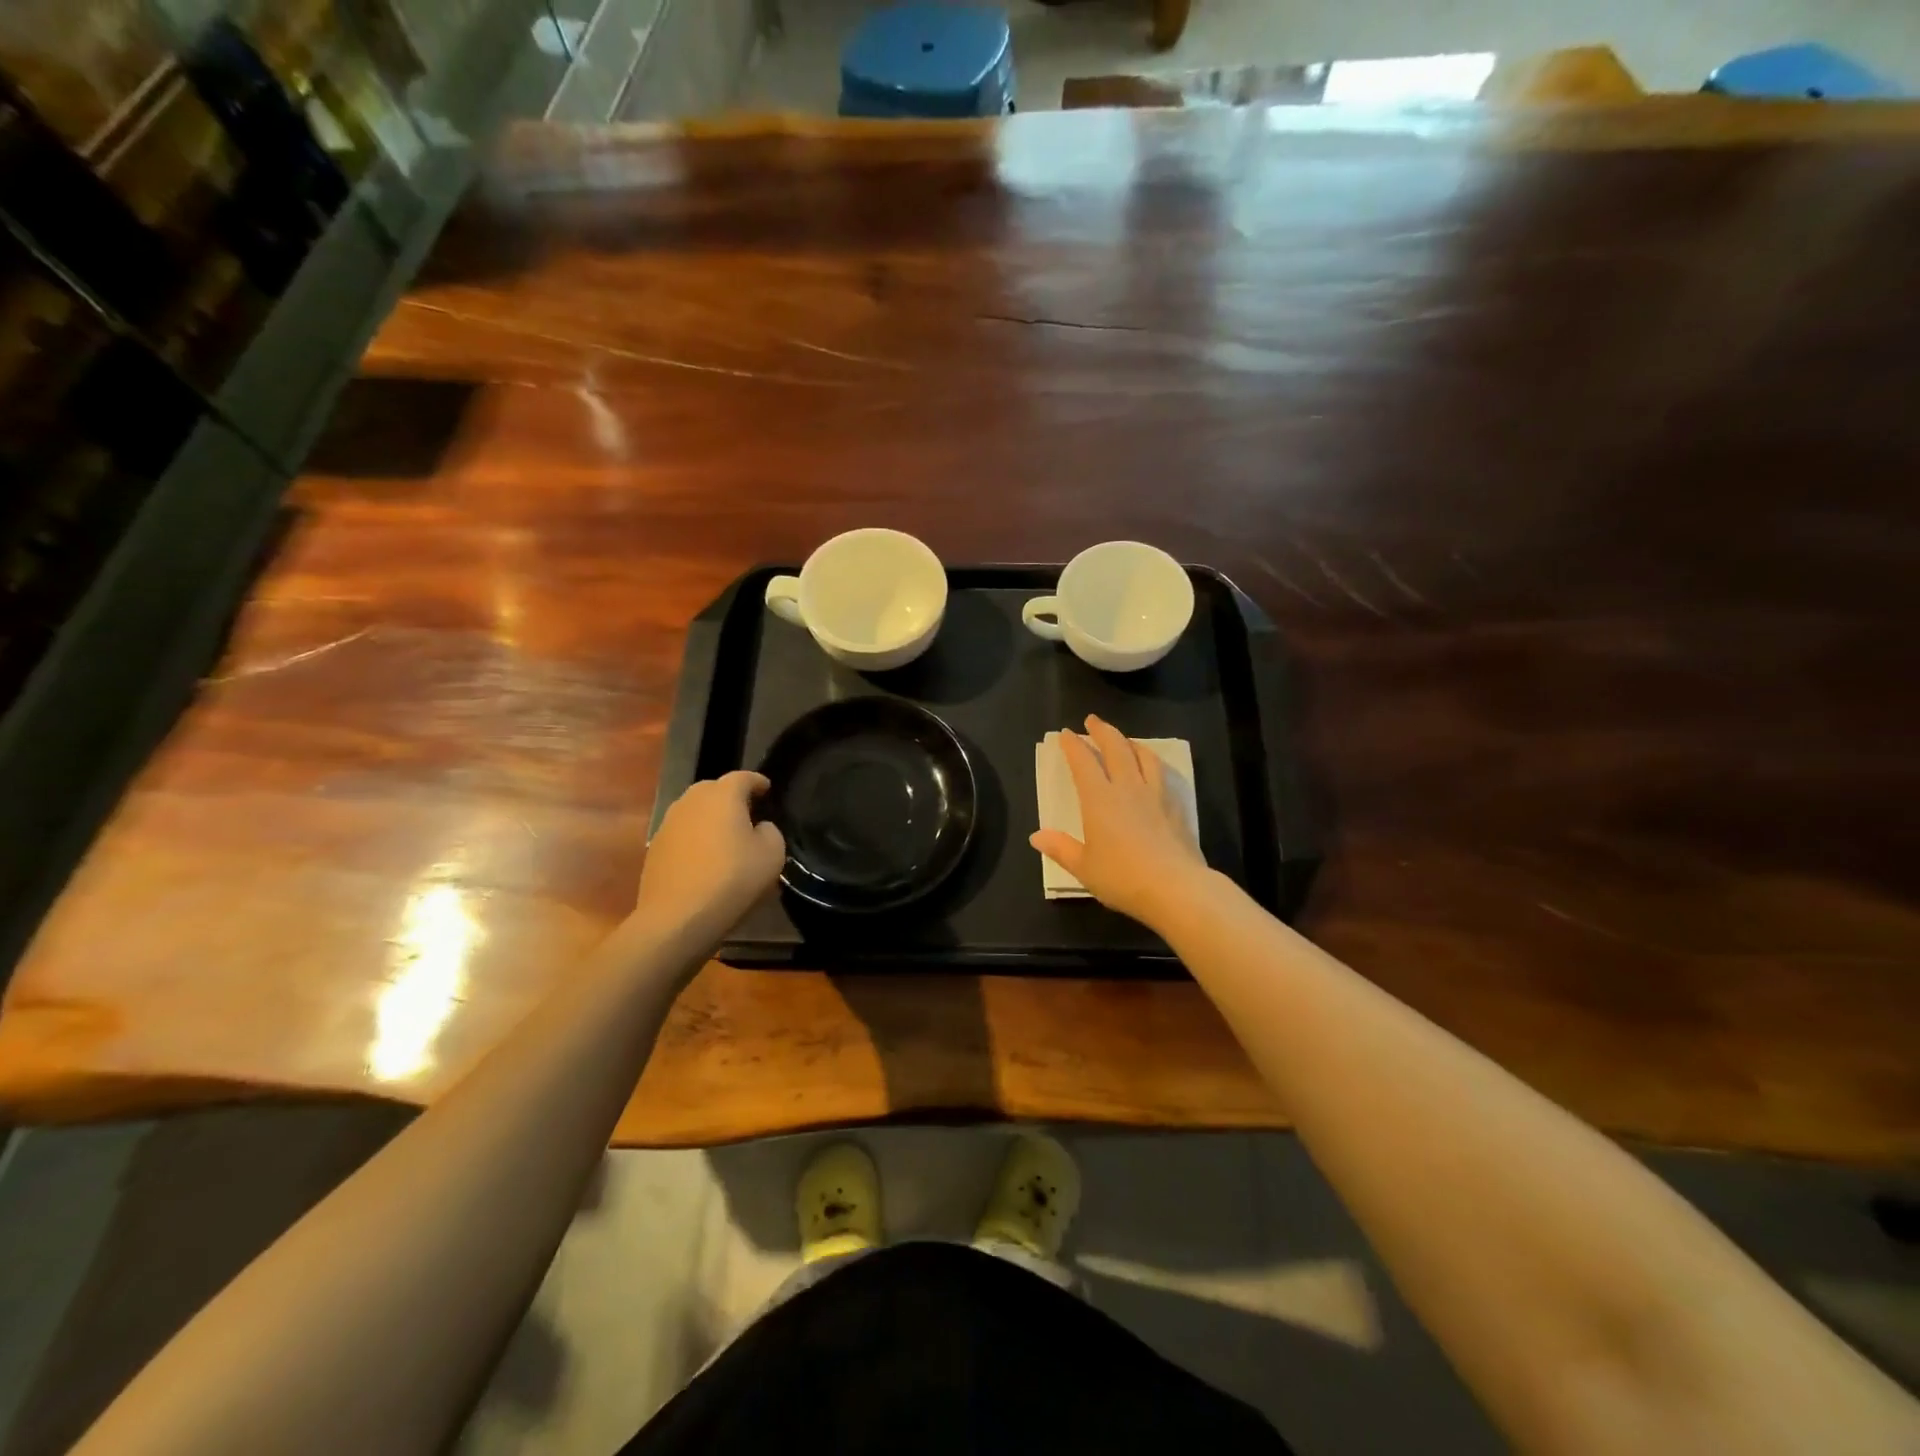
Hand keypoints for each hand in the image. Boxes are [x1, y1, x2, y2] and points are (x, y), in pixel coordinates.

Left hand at [633, 771, 785, 935]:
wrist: (677, 918)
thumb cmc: (732, 879)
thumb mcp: (772, 854)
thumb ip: (770, 831)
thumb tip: (758, 828)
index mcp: (722, 796)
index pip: (743, 777)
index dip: (757, 782)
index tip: (767, 789)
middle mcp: (691, 801)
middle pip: (713, 789)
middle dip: (730, 796)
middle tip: (747, 813)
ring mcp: (668, 824)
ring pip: (694, 811)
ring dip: (710, 818)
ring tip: (724, 836)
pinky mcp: (655, 848)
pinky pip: (681, 833)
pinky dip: (694, 838)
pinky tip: (704, 858)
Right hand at [1030, 715, 1209, 928]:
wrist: (1175, 887)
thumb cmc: (1122, 877)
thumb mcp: (1083, 867)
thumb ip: (1060, 848)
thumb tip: (1036, 836)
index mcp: (1099, 799)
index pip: (1083, 762)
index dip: (1073, 745)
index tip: (1066, 733)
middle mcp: (1127, 787)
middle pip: (1115, 748)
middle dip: (1102, 731)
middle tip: (1093, 720)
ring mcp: (1155, 794)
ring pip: (1143, 755)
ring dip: (1130, 742)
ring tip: (1124, 739)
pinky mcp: (1176, 806)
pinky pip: (1162, 772)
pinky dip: (1152, 761)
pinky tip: (1153, 767)